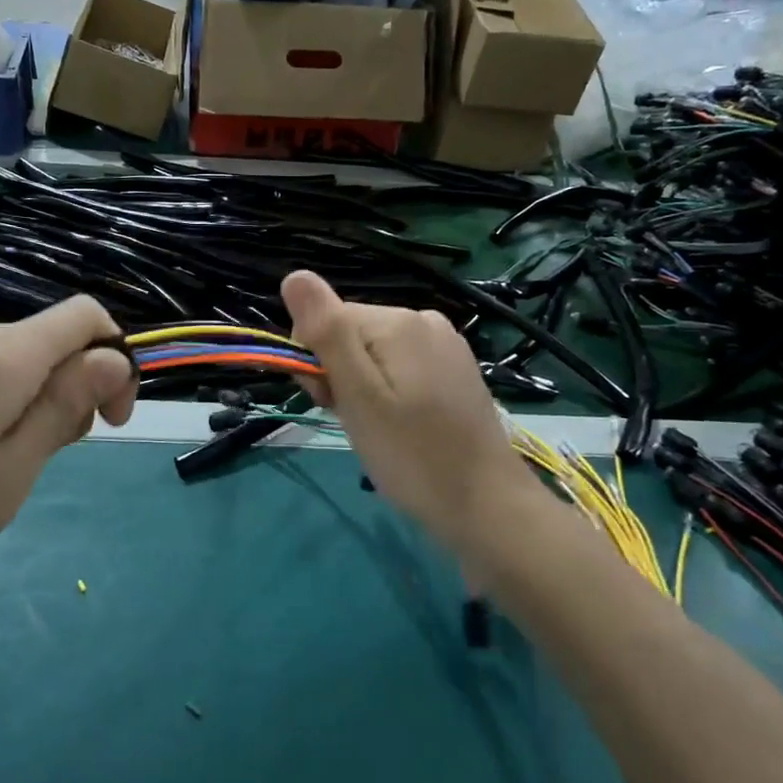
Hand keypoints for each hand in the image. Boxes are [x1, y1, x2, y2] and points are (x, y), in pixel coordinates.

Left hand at [0, 296, 134, 626]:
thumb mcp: (9, 473)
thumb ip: (65, 406)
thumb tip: (113, 357)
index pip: (84, 316)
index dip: (114, 359)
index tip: (109, 422)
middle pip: (48, 339)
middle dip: (72, 388)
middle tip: (46, 461)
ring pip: (11, 359)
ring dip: (32, 402)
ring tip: (1, 470)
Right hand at [282, 270, 545, 558]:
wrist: (487, 506)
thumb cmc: (413, 456)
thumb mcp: (359, 396)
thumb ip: (327, 333)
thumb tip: (294, 275)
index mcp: (399, 321)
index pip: (326, 321)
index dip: (317, 365)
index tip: (332, 405)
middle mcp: (424, 319)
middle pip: (351, 334)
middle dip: (341, 375)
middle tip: (359, 422)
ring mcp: (445, 344)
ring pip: (374, 353)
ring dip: (363, 388)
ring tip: (382, 429)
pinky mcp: (455, 369)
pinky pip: (401, 367)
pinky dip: (390, 393)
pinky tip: (403, 425)